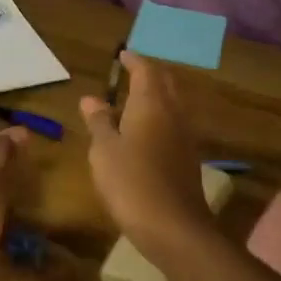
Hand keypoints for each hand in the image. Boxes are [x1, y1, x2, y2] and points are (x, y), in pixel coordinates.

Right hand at [79, 52, 210, 253]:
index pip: (146, 70)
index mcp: (151, 105)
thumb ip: (99, 122)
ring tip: (135, 99)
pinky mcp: (188, 159)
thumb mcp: (104, 151)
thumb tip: (91, 98)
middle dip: (150, 74)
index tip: (123, 55)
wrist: (173, 226)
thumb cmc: (131, 183)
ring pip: (173, 104)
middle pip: (166, 83)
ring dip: (157, 96)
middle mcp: (173, 114)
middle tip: (131, 72)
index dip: (134, 60)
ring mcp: (185, 137)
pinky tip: (146, 132)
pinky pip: (174, 126)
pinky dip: (160, 119)